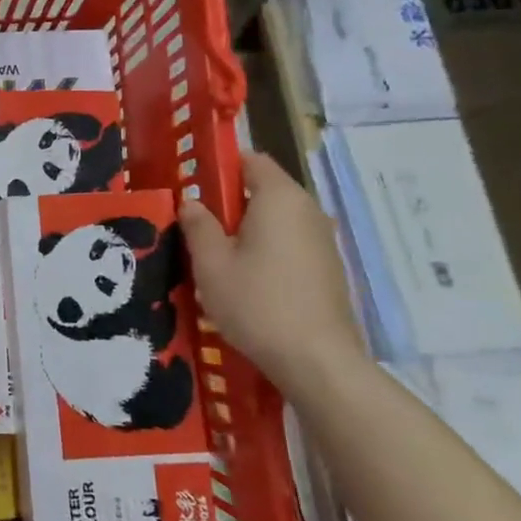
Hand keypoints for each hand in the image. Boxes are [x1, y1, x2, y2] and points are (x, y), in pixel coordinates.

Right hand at [180, 153, 367, 386]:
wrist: (317, 360)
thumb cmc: (257, 303)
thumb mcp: (211, 264)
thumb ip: (198, 226)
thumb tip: (191, 203)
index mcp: (279, 198)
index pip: (251, 160)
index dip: (221, 168)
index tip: (195, 190)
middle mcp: (308, 210)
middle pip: (264, 190)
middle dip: (230, 204)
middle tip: (198, 230)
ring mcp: (323, 240)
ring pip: (277, 220)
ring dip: (248, 231)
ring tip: (219, 260)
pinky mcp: (329, 268)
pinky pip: (291, 244)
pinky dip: (268, 251)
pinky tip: (249, 283)